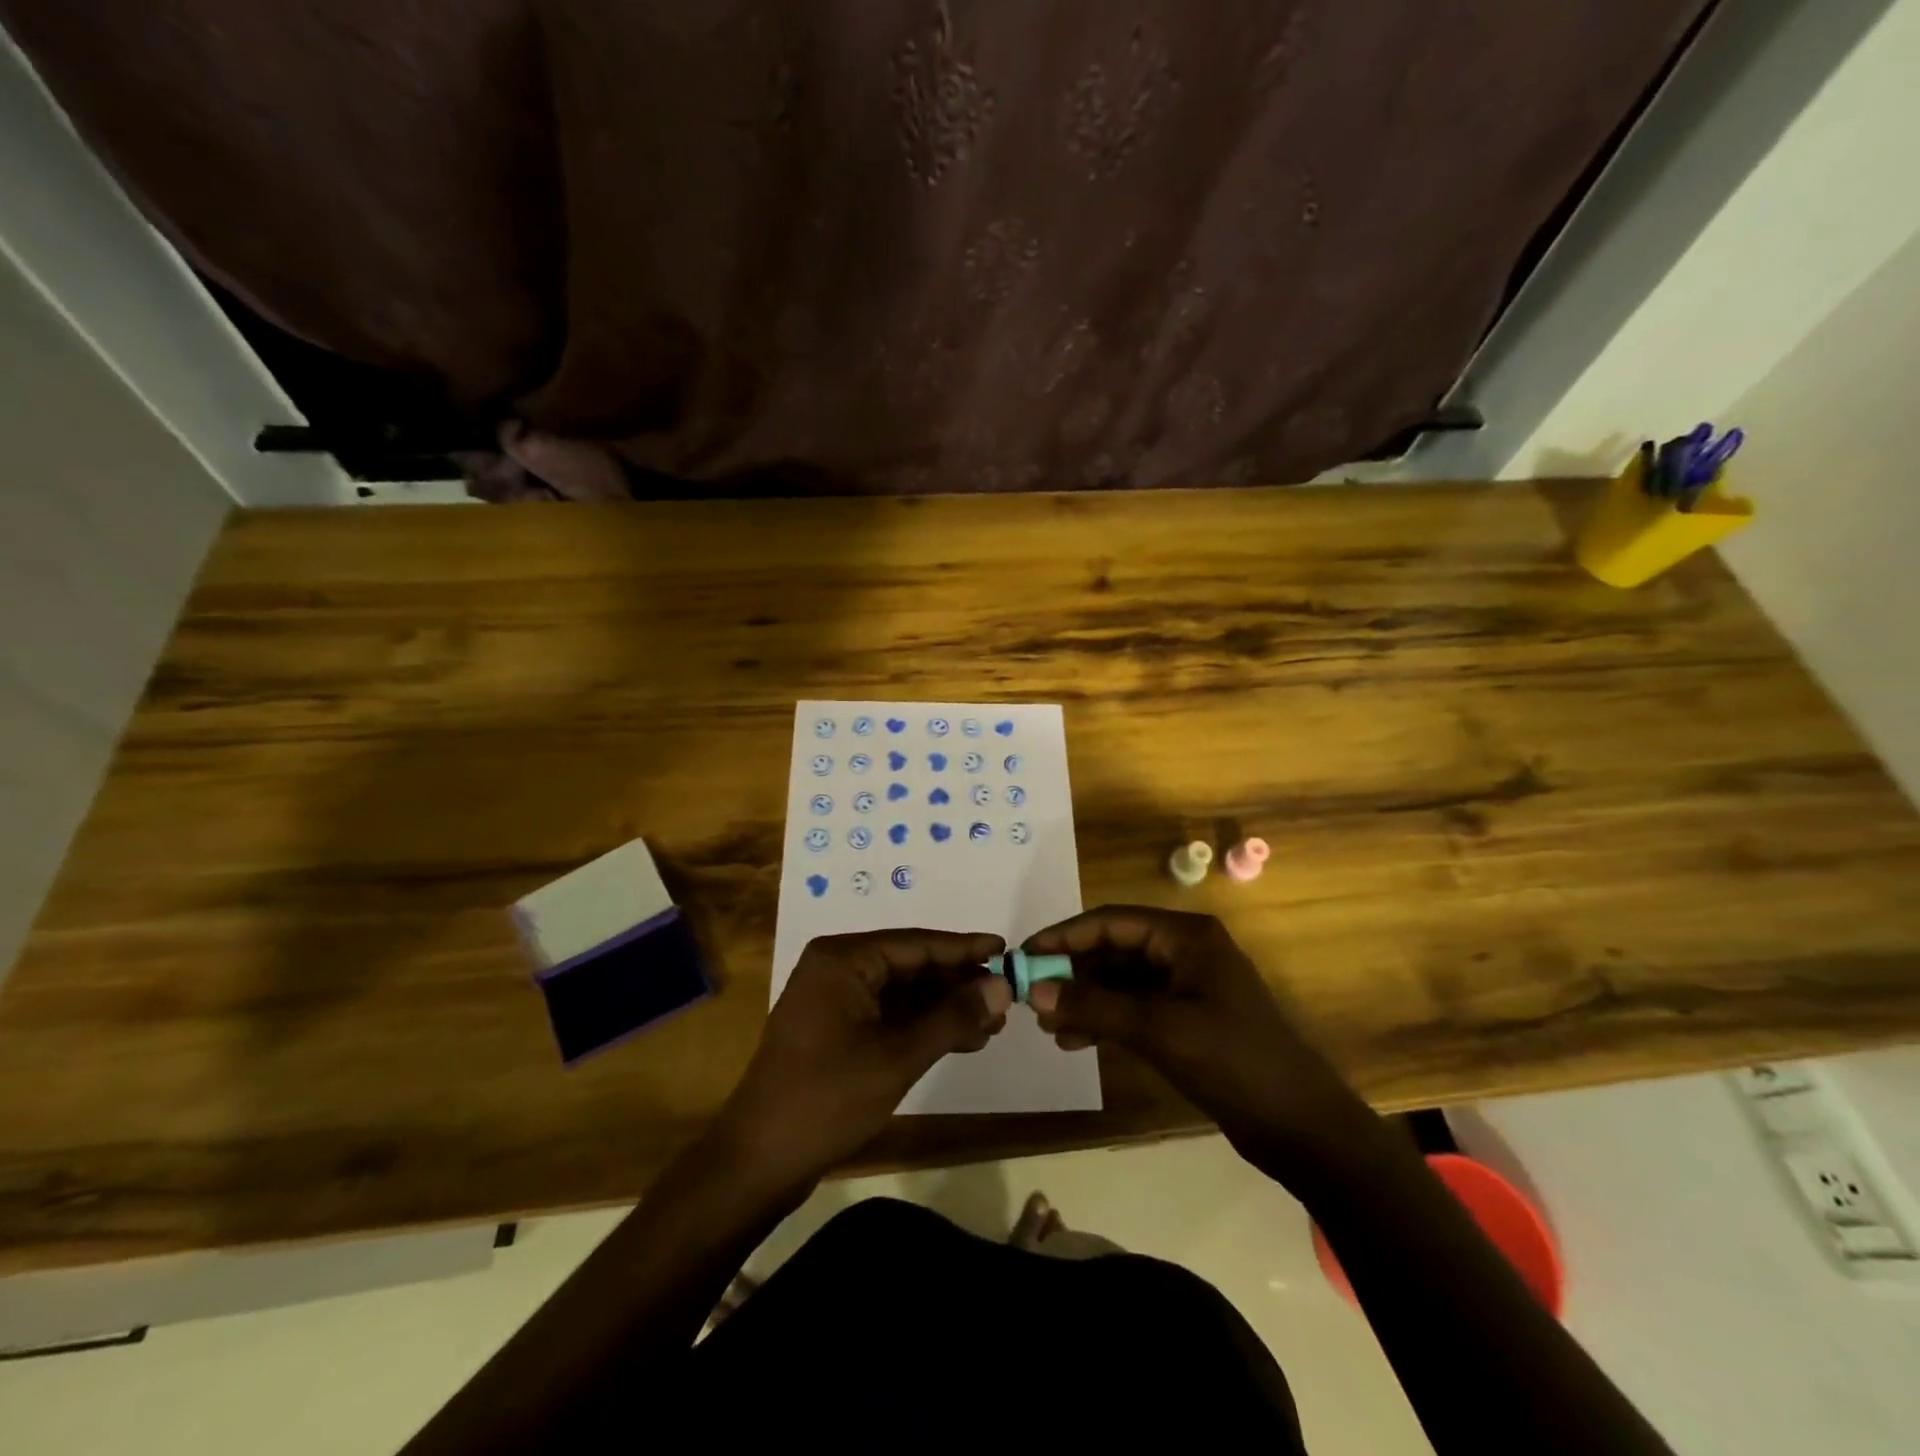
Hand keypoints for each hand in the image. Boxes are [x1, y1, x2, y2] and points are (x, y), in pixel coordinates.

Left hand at [716, 929, 1011, 1187]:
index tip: (1007, 950)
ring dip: (944, 1008)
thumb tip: (1003, 987)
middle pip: (911, 965)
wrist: (760, 1160)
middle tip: (1004, 1000)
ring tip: (992, 1026)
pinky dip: (922, 1026)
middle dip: (957, 984)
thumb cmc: (827, 1098)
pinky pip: (889, 1014)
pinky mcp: (836, 1029)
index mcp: (843, 959)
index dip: (964, 948)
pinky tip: (960, 1040)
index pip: (916, 943)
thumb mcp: (897, 1056)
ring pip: (904, 992)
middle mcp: (837, 968)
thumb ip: (952, 1017)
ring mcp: (835, 999)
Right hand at [1024, 907, 1377, 1179]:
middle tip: (1032, 997)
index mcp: (1185, 936)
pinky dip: (1105, 1020)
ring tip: (1049, 1027)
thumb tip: (1035, 992)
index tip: (1024, 956)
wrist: (1302, 1128)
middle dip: (1072, 972)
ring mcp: (1187, 985)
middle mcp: (1184, 950)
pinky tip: (1077, 1041)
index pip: (1111, 921)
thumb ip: (1094, 1006)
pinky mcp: (1187, 1018)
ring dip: (1085, 999)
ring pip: (1120, 980)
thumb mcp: (1158, 1029)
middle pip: (1113, 949)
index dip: (1064, 936)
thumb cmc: (1233, 1062)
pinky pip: (1134, 1007)